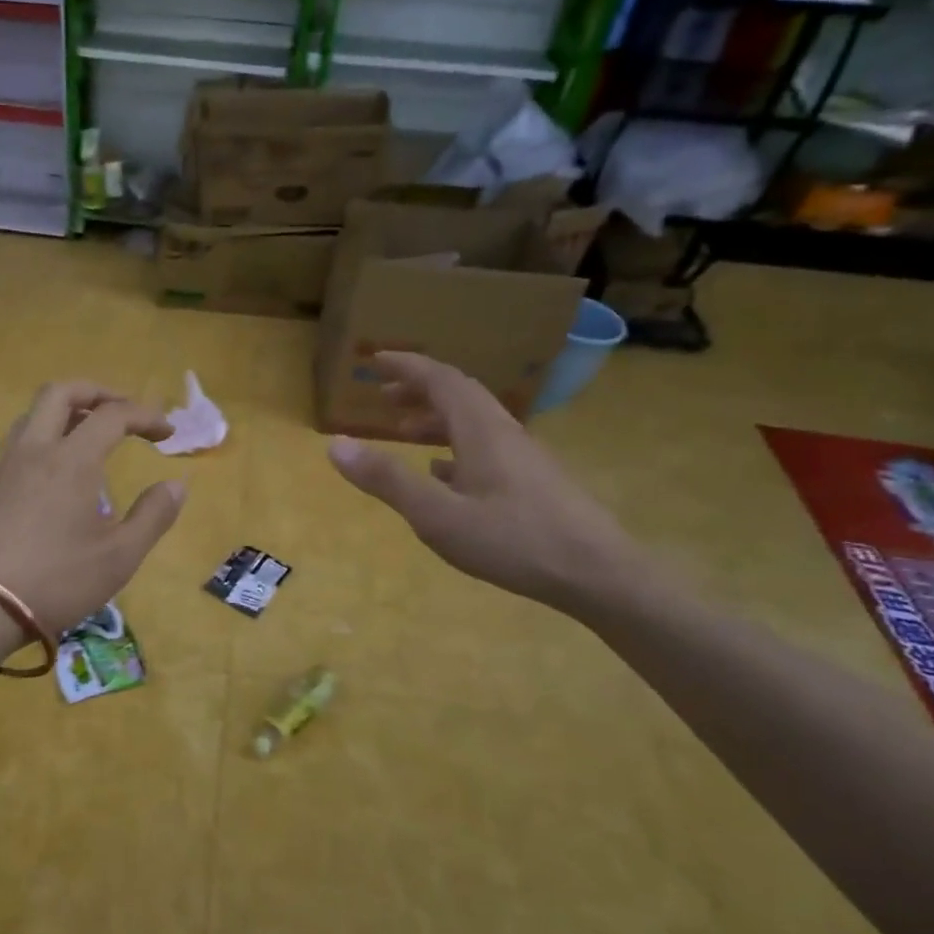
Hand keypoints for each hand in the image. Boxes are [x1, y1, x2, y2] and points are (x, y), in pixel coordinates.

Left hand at [0, 381, 187, 637]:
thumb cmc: (56, 581)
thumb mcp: (119, 557)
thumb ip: (153, 516)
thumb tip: (176, 485)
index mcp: (72, 460)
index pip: (113, 415)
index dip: (145, 416)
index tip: (168, 433)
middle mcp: (35, 450)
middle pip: (61, 392)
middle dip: (98, 392)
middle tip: (124, 412)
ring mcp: (5, 467)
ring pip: (34, 415)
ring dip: (67, 412)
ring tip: (91, 435)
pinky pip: (20, 443)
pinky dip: (46, 437)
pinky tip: (57, 471)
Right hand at [327, 353, 646, 614]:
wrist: (598, 574)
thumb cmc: (513, 541)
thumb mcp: (437, 515)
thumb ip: (387, 480)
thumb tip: (335, 444)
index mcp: (481, 430)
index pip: (440, 379)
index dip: (406, 366)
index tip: (374, 359)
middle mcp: (503, 432)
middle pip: (459, 394)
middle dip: (418, 389)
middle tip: (382, 397)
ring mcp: (523, 456)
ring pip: (473, 422)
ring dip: (435, 419)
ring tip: (403, 434)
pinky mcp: (533, 481)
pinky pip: (486, 447)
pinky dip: (455, 447)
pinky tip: (443, 474)